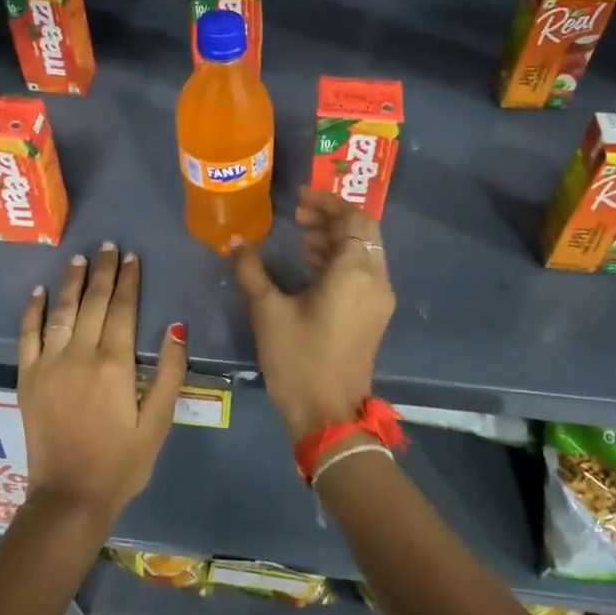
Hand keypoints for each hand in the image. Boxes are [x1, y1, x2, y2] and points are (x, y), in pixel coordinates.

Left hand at [18, 243, 187, 521]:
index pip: (123, 309)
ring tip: (79, 259)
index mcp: (114, 364)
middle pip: (92, 302)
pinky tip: (39, 292)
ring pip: (61, 311)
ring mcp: (49, 364)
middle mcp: (79, 355)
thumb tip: (175, 327)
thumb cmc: (122, 462)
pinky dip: (33, 311)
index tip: (132, 257)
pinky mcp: (27, 378)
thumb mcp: (158, 422)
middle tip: (108, 247)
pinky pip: (27, 335)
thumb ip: (168, 372)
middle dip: (103, 272)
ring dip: (71, 282)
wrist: (70, 497)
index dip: (129, 281)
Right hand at [232, 187, 395, 438]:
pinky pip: (364, 272)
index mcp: (354, 272)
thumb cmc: (298, 360)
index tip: (298, 199)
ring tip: (300, 237)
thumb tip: (236, 243)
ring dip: (337, 238)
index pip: (352, 218)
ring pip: (365, 252)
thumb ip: (252, 271)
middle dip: (333, 217)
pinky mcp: (375, 316)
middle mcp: (376, 279)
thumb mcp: (268, 312)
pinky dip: (342, 260)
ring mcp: (379, 300)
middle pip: (364, 231)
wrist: (329, 415)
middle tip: (298, 215)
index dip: (326, 202)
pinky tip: (311, 265)